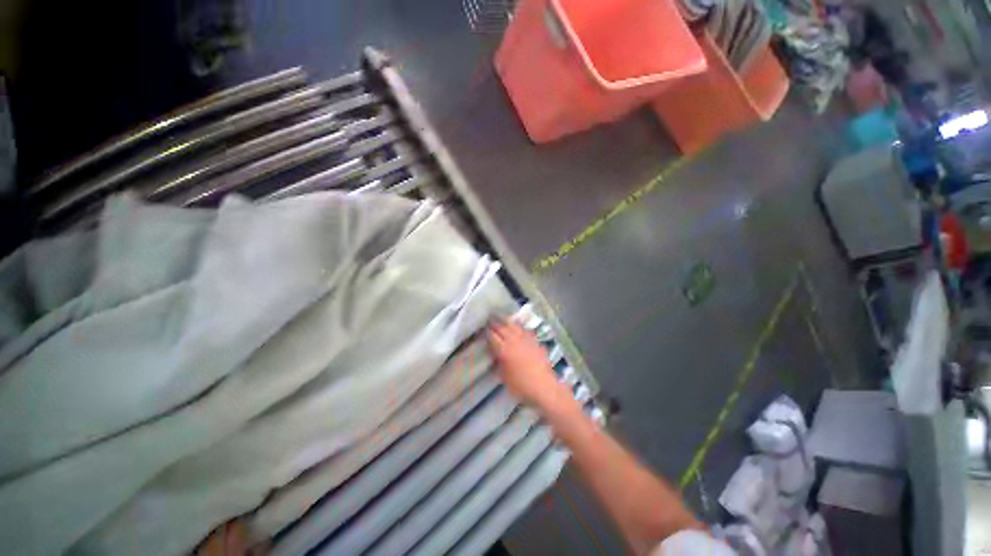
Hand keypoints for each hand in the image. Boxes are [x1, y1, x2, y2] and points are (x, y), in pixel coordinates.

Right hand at [488, 320, 570, 408]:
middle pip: (503, 328)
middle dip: (496, 325)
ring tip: (503, 321)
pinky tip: (518, 328)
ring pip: (514, 326)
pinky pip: (525, 330)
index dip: (487, 333)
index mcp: (504, 350)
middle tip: (491, 323)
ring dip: (507, 323)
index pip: (493, 337)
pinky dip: (519, 328)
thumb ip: (500, 364)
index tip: (484, 330)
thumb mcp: (505, 377)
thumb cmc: (521, 386)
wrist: (544, 387)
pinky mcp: (535, 342)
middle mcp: (514, 341)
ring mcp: (526, 340)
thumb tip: (496, 355)